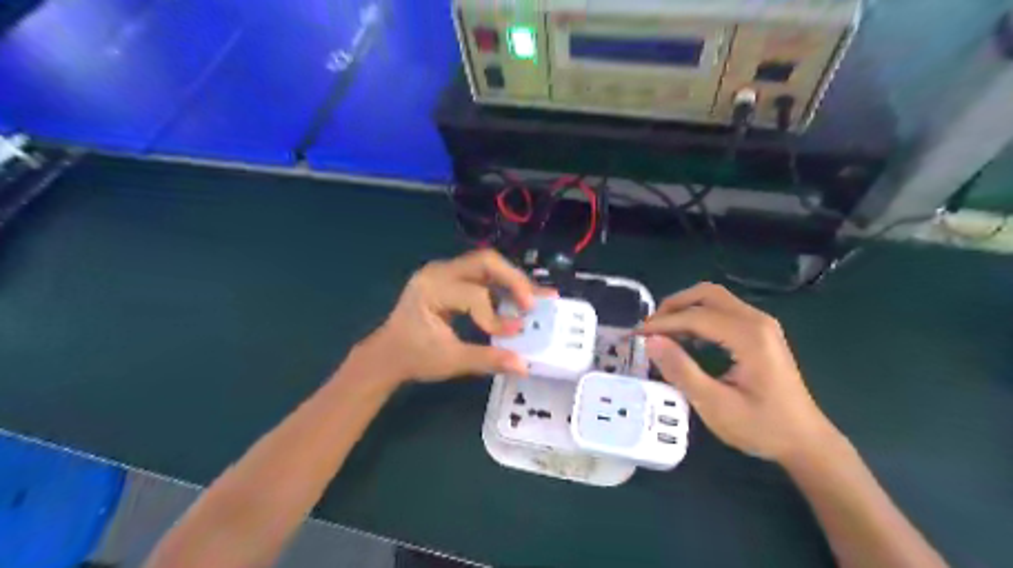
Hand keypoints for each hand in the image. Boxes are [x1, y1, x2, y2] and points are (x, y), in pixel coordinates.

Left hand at [357, 249, 545, 386]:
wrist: (387, 354)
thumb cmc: (413, 357)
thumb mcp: (450, 361)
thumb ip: (487, 359)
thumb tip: (524, 366)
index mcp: (431, 289)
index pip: (473, 294)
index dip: (495, 314)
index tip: (514, 333)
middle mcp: (438, 272)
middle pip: (485, 261)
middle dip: (514, 281)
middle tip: (535, 302)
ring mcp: (444, 272)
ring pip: (487, 265)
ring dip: (513, 281)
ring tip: (537, 298)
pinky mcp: (452, 278)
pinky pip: (482, 275)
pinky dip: (502, 286)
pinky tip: (519, 300)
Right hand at [639, 281, 838, 462]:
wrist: (806, 442)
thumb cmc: (762, 427)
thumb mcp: (715, 405)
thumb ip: (681, 371)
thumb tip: (650, 342)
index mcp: (749, 336)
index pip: (695, 316)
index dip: (662, 324)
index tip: (635, 336)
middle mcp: (757, 321)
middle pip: (707, 294)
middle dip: (673, 306)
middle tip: (650, 328)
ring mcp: (761, 324)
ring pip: (714, 299)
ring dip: (685, 309)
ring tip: (662, 332)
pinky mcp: (761, 332)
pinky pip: (723, 311)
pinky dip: (699, 317)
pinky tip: (686, 338)